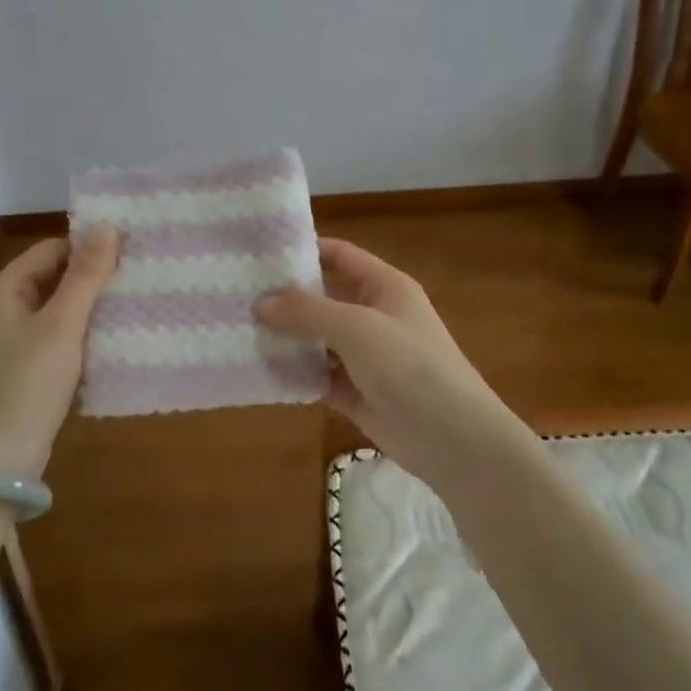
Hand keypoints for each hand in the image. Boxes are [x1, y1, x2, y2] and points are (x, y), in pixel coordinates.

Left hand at [0, 226, 118, 474]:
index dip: (88, 248)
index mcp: (2, 290)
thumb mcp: (62, 325)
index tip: (129, 253)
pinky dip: (80, 335)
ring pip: (56, 310)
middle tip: (137, 278)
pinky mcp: (22, 368)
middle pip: (52, 278)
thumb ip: (85, 276)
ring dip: (89, 308)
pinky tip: (111, 340)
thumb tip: (107, 226)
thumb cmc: (27, 383)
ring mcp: (10, 341)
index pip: (50, 251)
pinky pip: (55, 338)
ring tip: (132, 305)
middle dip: (91, 278)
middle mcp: (1, 309)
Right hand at [256, 238, 514, 475]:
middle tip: (236, 294)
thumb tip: (261, 303)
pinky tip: (258, 369)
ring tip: (236, 329)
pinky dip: (293, 372)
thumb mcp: (358, 329)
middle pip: (322, 297)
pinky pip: (316, 374)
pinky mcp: (354, 391)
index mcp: (384, 287)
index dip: (302, 250)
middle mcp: (372, 315)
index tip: (258, 253)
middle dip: (283, 297)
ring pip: (315, 338)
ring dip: (284, 336)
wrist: (454, 441)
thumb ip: (308, 312)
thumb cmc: (412, 368)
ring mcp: (363, 356)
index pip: (338, 255)